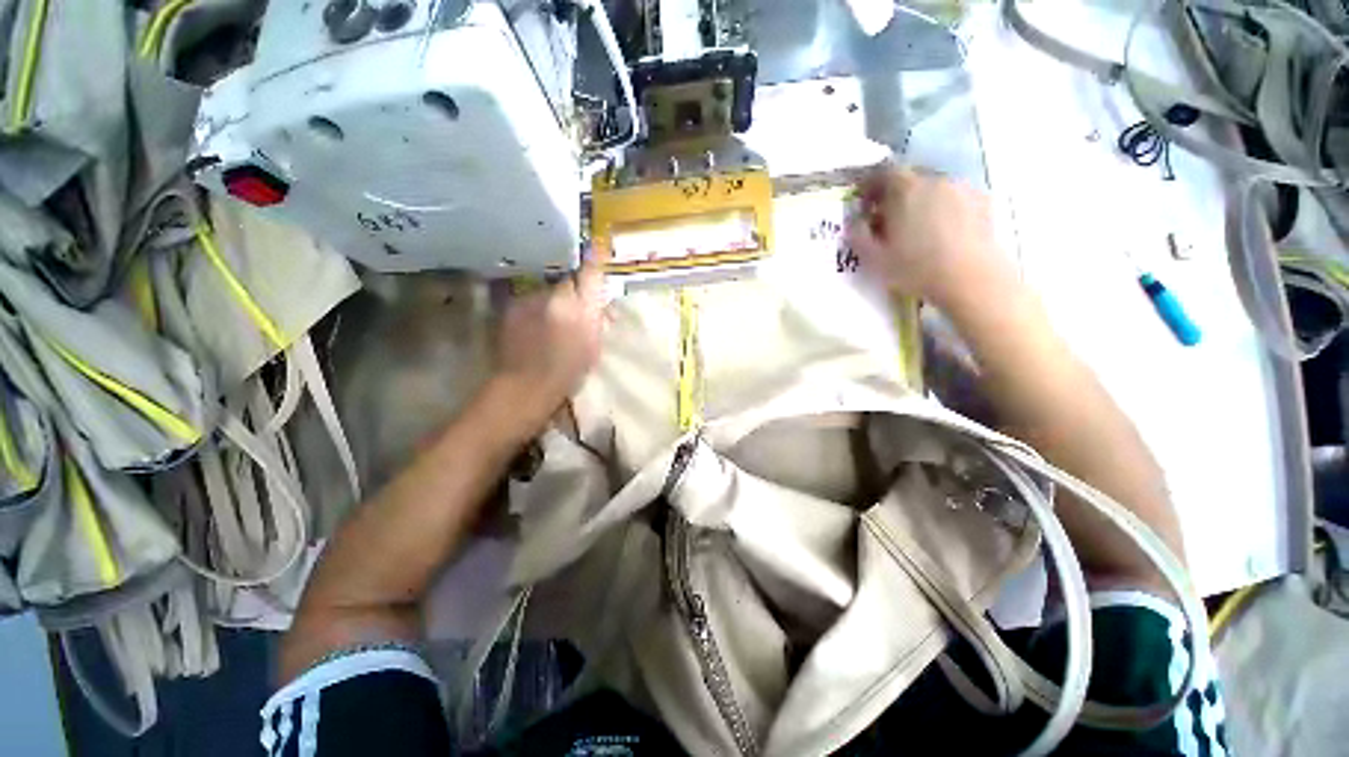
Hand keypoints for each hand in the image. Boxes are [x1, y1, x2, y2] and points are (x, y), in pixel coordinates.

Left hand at [490, 259, 605, 432]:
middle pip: (568, 282)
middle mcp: (555, 298)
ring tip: (553, 322)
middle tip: (578, 307)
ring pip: (549, 291)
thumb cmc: (567, 373)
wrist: (524, 386)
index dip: (595, 260)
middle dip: (575, 290)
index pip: (590, 275)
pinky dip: (538, 308)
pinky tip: (536, 326)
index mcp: (581, 311)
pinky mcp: (513, 306)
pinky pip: (531, 299)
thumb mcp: (592, 348)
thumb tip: (602, 305)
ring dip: (555, 300)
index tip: (599, 245)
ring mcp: (530, 300)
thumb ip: (598, 321)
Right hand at [846, 166, 1011, 308]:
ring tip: (919, 228)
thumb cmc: (915, 268)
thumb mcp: (874, 257)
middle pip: (910, 179)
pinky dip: (944, 208)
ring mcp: (961, 188)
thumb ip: (858, 234)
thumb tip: (856, 220)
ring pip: (934, 188)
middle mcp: (934, 180)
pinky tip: (944, 232)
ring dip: (922, 202)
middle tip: (889, 220)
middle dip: (896, 195)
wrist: (970, 277)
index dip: (871, 186)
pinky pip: (955, 197)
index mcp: (905, 189)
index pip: (883, 173)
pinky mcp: (982, 200)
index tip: (865, 206)